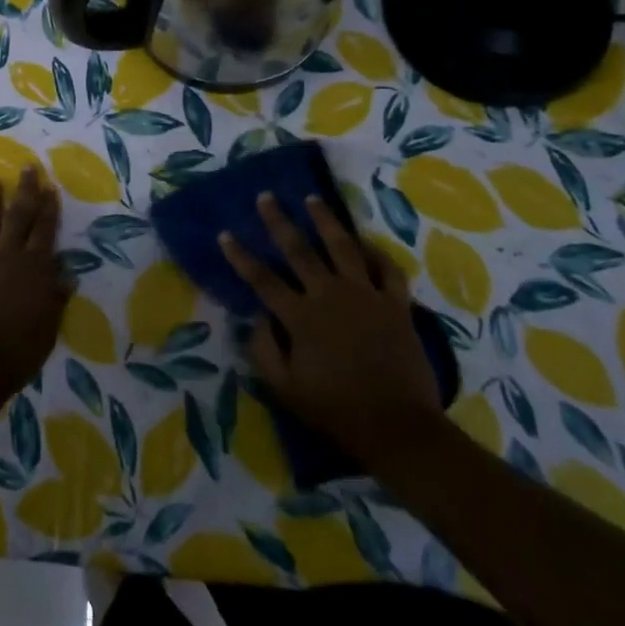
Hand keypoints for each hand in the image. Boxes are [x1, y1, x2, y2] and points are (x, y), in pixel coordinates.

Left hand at [0, 167, 70, 396]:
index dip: (49, 207)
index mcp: (35, 268)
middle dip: (25, 191)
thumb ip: (55, 298)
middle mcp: (7, 257)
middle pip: (18, 217)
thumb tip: (66, 275)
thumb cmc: (18, 351)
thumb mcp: (48, 328)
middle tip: (27, 167)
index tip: (50, 186)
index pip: (45, 230)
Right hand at [219, 194, 442, 466]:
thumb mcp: (285, 388)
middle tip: (266, 196)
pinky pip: (388, 269)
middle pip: (299, 250)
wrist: (399, 428)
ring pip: (343, 247)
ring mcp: (366, 296)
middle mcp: (330, 295)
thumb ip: (264, 349)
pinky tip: (365, 241)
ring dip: (326, 221)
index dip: (240, 256)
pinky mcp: (396, 304)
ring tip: (313, 199)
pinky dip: (376, 252)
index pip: (262, 279)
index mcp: (300, 317)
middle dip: (279, 221)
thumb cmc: (336, 410)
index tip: (225, 234)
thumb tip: (257, 315)